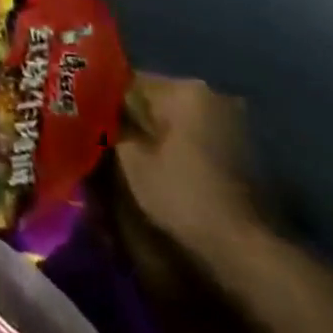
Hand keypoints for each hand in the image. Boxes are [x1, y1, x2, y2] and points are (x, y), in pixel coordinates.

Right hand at [115, 74, 262, 260]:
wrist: (246, 251)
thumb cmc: (182, 195)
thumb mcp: (130, 160)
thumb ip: (110, 128)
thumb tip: (97, 115)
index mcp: (185, 90)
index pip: (129, 80)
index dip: (103, 100)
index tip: (86, 118)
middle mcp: (213, 96)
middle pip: (156, 100)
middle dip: (132, 117)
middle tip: (105, 138)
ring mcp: (234, 124)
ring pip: (177, 120)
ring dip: (155, 134)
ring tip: (131, 156)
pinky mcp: (244, 152)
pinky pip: (196, 139)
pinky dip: (178, 149)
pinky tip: (163, 170)